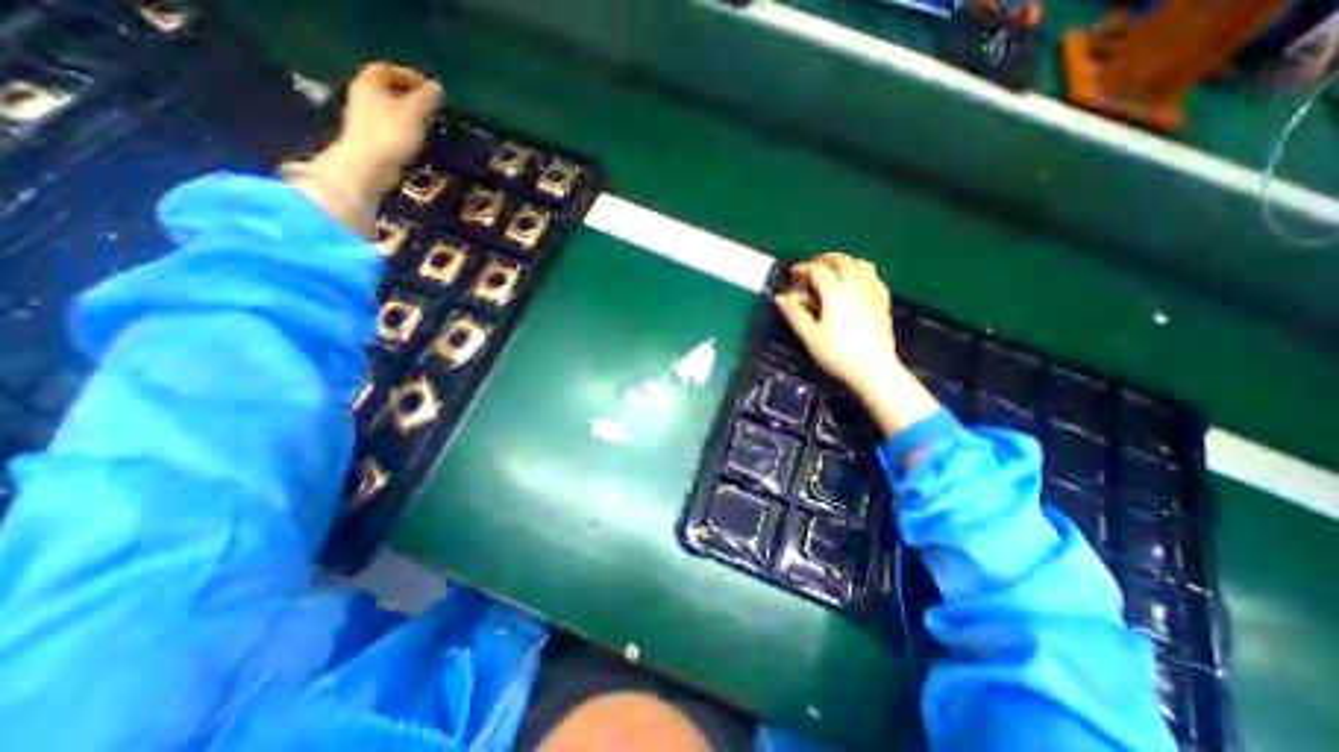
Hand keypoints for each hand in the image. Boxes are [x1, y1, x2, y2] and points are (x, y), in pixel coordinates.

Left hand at [304, 62, 441, 210]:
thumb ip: (426, 99)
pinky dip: (402, 127)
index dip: (408, 76)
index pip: (387, 70)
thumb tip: (438, 88)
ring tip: (425, 124)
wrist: (368, 164)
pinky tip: (414, 140)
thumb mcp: (414, 113)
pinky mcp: (368, 137)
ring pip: (387, 108)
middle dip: (408, 95)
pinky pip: (387, 125)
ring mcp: (363, 117)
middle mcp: (362, 96)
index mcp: (370, 84)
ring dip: (406, 113)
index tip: (428, 89)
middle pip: (386, 89)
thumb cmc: (391, 133)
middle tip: (429, 107)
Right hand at [776, 252, 938, 436]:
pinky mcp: (883, 301)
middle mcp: (855, 286)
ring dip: (844, 262)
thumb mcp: (810, 336)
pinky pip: (874, 276)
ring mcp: (872, 292)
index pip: (818, 270)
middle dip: (823, 260)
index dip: (804, 268)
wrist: (874, 368)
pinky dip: (861, 272)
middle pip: (841, 261)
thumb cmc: (838, 354)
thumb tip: (780, 298)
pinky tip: (856, 283)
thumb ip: (795, 314)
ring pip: (860, 264)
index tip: (793, 274)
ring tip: (833, 271)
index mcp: (835, 293)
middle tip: (811, 269)